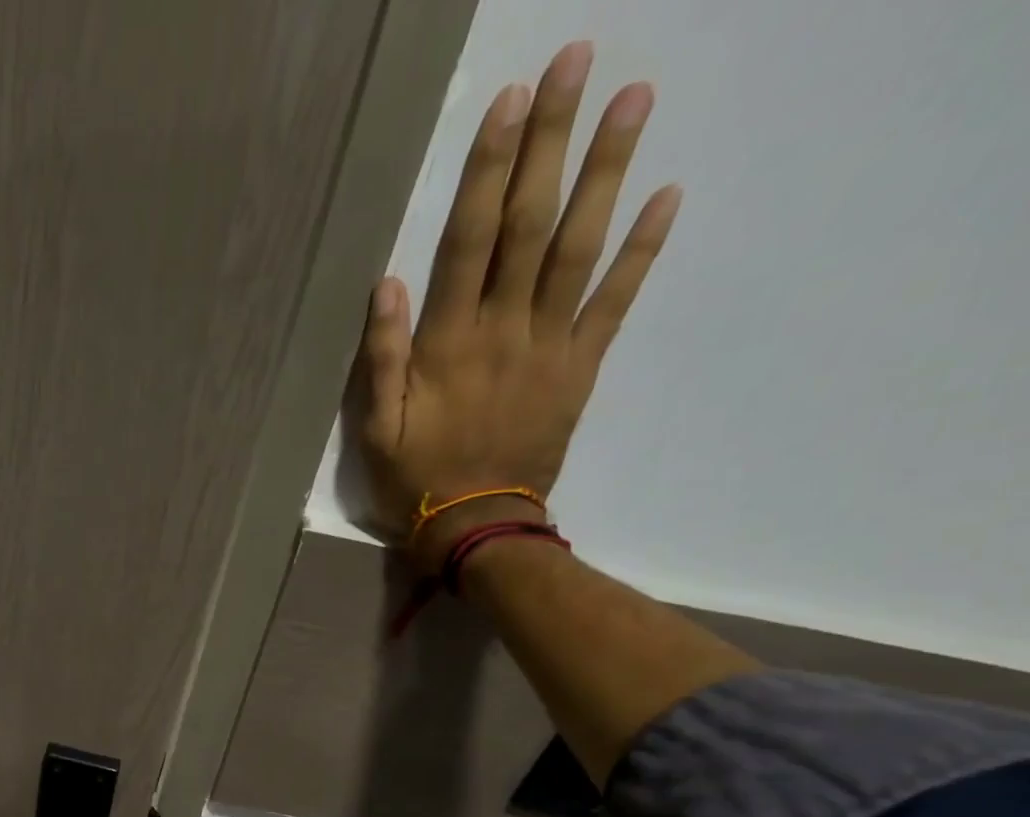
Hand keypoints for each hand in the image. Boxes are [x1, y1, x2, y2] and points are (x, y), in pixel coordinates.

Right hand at [356, 42, 680, 574]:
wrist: (476, 525)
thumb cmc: (417, 479)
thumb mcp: (378, 430)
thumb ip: (381, 359)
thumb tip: (387, 284)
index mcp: (448, 345)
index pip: (470, 242)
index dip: (489, 172)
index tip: (510, 103)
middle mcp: (503, 331)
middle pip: (531, 226)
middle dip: (551, 144)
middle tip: (577, 63)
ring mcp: (549, 346)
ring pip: (579, 249)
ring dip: (606, 173)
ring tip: (633, 99)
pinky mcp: (579, 368)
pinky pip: (614, 303)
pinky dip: (641, 251)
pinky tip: (666, 196)